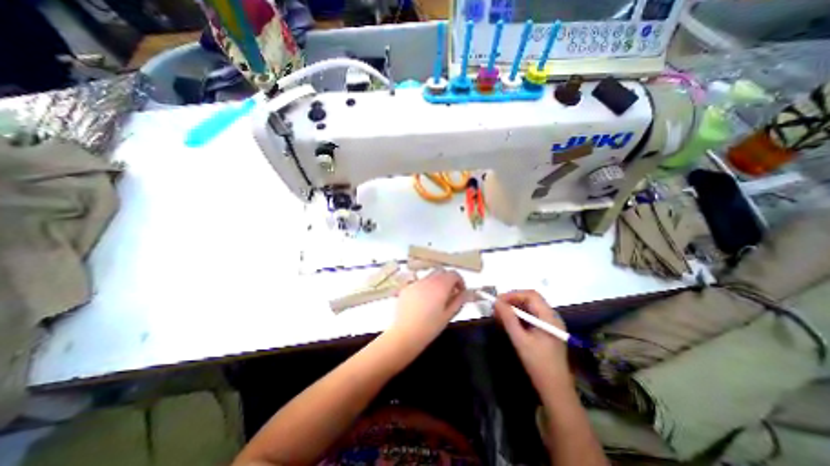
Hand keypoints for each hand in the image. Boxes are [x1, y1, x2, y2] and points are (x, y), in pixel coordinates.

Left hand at [387, 271, 465, 350]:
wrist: (405, 334)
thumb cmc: (430, 327)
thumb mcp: (448, 315)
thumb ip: (459, 300)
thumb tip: (466, 292)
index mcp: (440, 286)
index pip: (454, 274)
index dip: (460, 281)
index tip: (461, 292)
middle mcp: (428, 280)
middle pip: (442, 272)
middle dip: (448, 280)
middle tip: (450, 294)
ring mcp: (416, 283)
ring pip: (430, 276)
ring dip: (436, 282)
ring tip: (436, 298)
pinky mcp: (406, 288)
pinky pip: (419, 282)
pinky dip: (425, 287)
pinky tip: (423, 301)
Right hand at [491, 292, 570, 389]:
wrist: (555, 391)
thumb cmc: (538, 364)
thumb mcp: (520, 340)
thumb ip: (508, 319)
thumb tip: (496, 302)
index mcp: (549, 317)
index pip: (531, 295)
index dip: (513, 294)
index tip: (498, 300)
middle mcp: (551, 317)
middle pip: (530, 299)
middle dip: (512, 301)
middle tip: (497, 307)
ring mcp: (549, 324)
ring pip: (529, 308)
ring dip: (514, 308)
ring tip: (499, 315)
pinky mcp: (545, 331)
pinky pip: (530, 317)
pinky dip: (518, 317)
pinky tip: (508, 323)